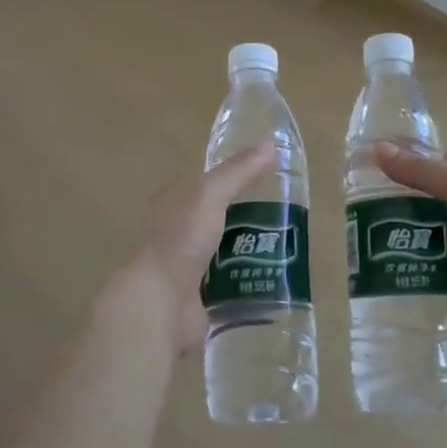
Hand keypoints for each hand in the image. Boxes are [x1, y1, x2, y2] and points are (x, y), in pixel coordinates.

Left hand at [92, 148, 271, 358]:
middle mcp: (175, 237)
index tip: (262, 182)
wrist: (162, 302)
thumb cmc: (180, 241)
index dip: (228, 183)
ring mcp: (186, 271)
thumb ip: (237, 173)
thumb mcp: (209, 196)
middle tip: (282, 220)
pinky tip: (270, 283)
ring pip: (222, 256)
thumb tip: (270, 145)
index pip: (201, 188)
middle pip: (214, 223)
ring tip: (284, 252)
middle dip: (242, 222)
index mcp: (171, 208)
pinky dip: (245, 285)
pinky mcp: (198, 301)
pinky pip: (227, 289)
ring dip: (247, 255)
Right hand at [373, 146, 446, 323]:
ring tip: (358, 237)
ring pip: (421, 232)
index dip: (399, 160)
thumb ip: (418, 169)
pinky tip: (380, 267)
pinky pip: (428, 266)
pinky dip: (408, 266)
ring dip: (397, 234)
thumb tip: (375, 148)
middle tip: (351, 207)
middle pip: (421, 198)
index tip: (362, 165)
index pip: (428, 161)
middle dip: (391, 201)